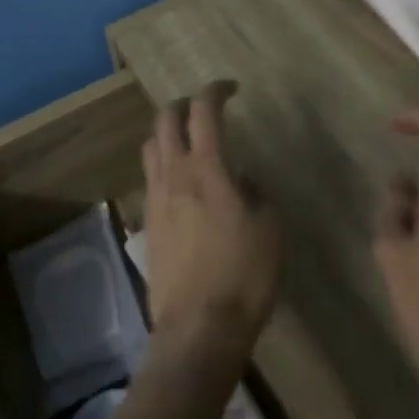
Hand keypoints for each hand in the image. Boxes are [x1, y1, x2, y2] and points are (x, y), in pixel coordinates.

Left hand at [140, 83, 282, 352]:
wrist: (198, 329)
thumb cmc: (243, 275)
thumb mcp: (270, 229)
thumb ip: (256, 192)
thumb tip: (242, 179)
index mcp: (207, 168)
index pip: (204, 111)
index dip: (216, 91)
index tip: (231, 89)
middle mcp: (174, 173)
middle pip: (166, 119)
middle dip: (184, 104)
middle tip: (204, 108)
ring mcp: (156, 198)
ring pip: (152, 146)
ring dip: (168, 132)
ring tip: (187, 141)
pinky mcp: (147, 224)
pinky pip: (150, 178)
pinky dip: (163, 164)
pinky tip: (180, 183)